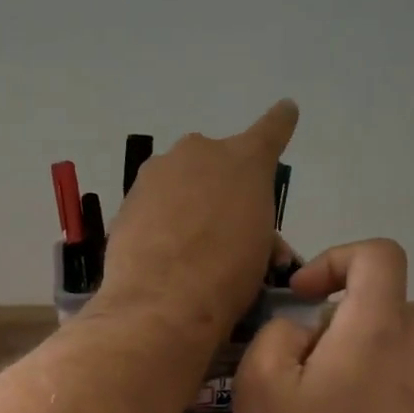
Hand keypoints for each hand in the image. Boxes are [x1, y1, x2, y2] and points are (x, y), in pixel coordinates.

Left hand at [93, 101, 298, 343]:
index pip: (271, 129)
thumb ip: (259, 227)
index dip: (280, 122)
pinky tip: (162, 250)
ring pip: (180, 180)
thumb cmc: (227, 276)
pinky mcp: (129, 197)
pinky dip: (160, 218)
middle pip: (216, 161)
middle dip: (220, 184)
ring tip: (189, 245)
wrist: (161, 302)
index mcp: (246, 160)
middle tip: (224, 227)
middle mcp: (200, 152)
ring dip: (187, 201)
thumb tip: (253, 236)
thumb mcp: (261, 252)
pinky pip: (154, 202)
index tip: (285, 110)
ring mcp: (158, 172)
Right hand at [234, 239, 413, 412]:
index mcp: (380, 330)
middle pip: (376, 311)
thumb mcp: (260, 390)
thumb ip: (277, 334)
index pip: (378, 255)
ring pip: (388, 353)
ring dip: (350, 367)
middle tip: (292, 379)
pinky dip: (373, 398)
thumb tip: (304, 330)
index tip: (303, 296)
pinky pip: (404, 390)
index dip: (335, 259)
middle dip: (330, 330)